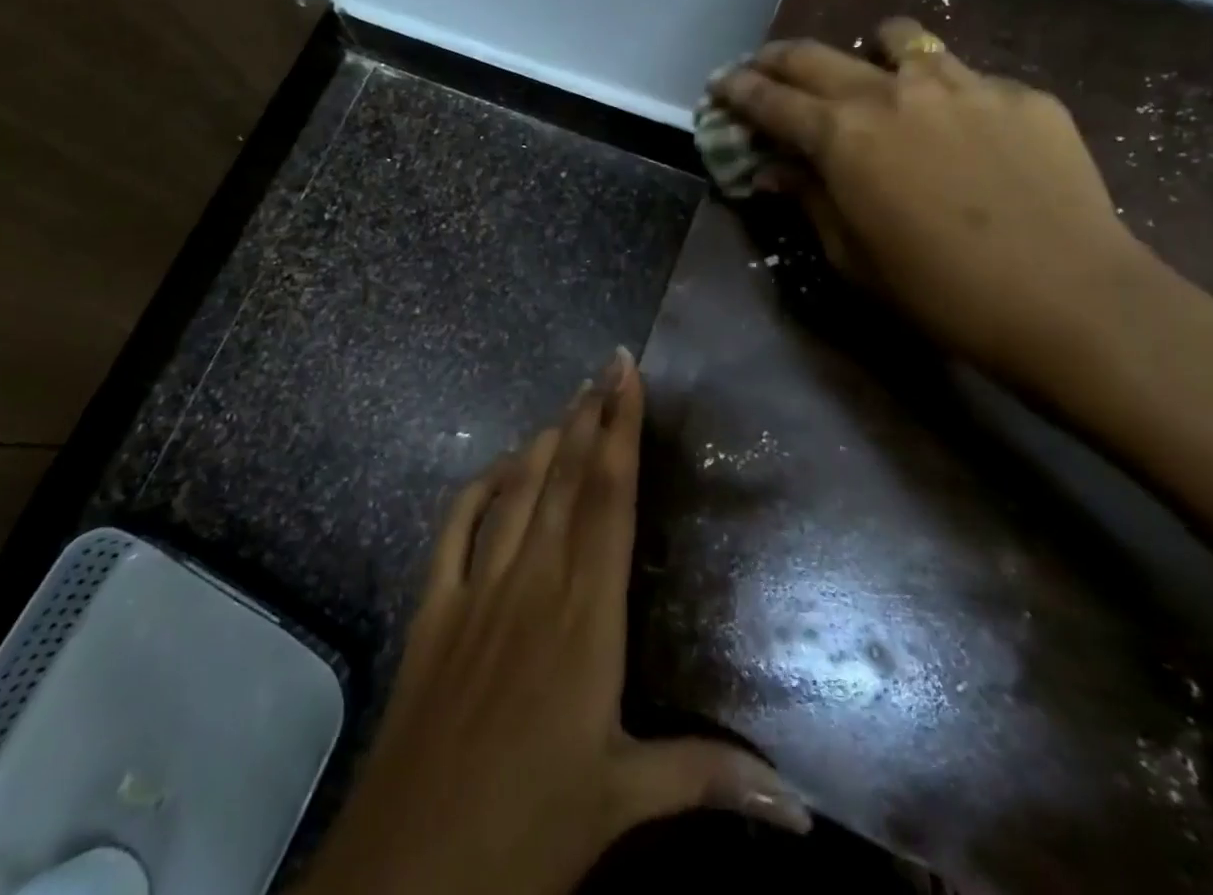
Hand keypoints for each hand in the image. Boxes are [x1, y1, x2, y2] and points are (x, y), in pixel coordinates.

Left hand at [296, 348, 809, 894]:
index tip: (627, 375)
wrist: (411, 868)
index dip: (620, 430)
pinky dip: (477, 487)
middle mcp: (532, 582)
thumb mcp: (623, 801)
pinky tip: (496, 468)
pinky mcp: (432, 607)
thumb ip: (707, 779)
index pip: (609, 499)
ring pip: (515, 490)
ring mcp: (475, 588)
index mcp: (585, 616)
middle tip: (606, 368)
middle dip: (589, 416)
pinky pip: (455, 526)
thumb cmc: (528, 829)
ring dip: (542, 441)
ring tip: (568, 404)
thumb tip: (802, 805)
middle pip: (565, 477)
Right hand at [713, 19, 1148, 385]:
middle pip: (817, 55)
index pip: (770, 100)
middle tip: (763, 66)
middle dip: (778, 58)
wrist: (1068, 298)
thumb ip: (809, 198)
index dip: (737, 90)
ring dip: (868, 52)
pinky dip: (943, 92)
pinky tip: (962, 132)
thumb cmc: (938, 291)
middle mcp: (892, 91)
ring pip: (899, 39)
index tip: (720, 85)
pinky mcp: (1020, 93)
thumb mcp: (852, 255)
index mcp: (842, 134)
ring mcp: (962, 83)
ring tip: (872, 73)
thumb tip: (777, 168)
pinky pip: (966, 77)